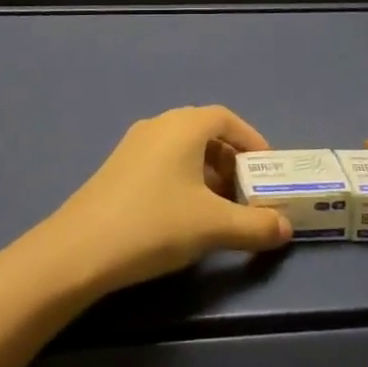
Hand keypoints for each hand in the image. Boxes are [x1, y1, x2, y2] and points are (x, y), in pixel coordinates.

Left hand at [42, 106, 292, 293]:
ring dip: (207, 172)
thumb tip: (286, 229)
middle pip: (205, 132)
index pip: (227, 118)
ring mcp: (135, 144)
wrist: (81, 248)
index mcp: (184, 125)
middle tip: (247, 195)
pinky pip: (163, 161)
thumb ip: (255, 226)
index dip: (251, 141)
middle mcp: (160, 124)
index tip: (268, 170)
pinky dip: (183, 178)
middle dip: (231, 161)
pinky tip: (184, 215)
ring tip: (219, 210)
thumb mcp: (213, 226)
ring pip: (182, 148)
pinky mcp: (119, 166)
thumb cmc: (155, 223)